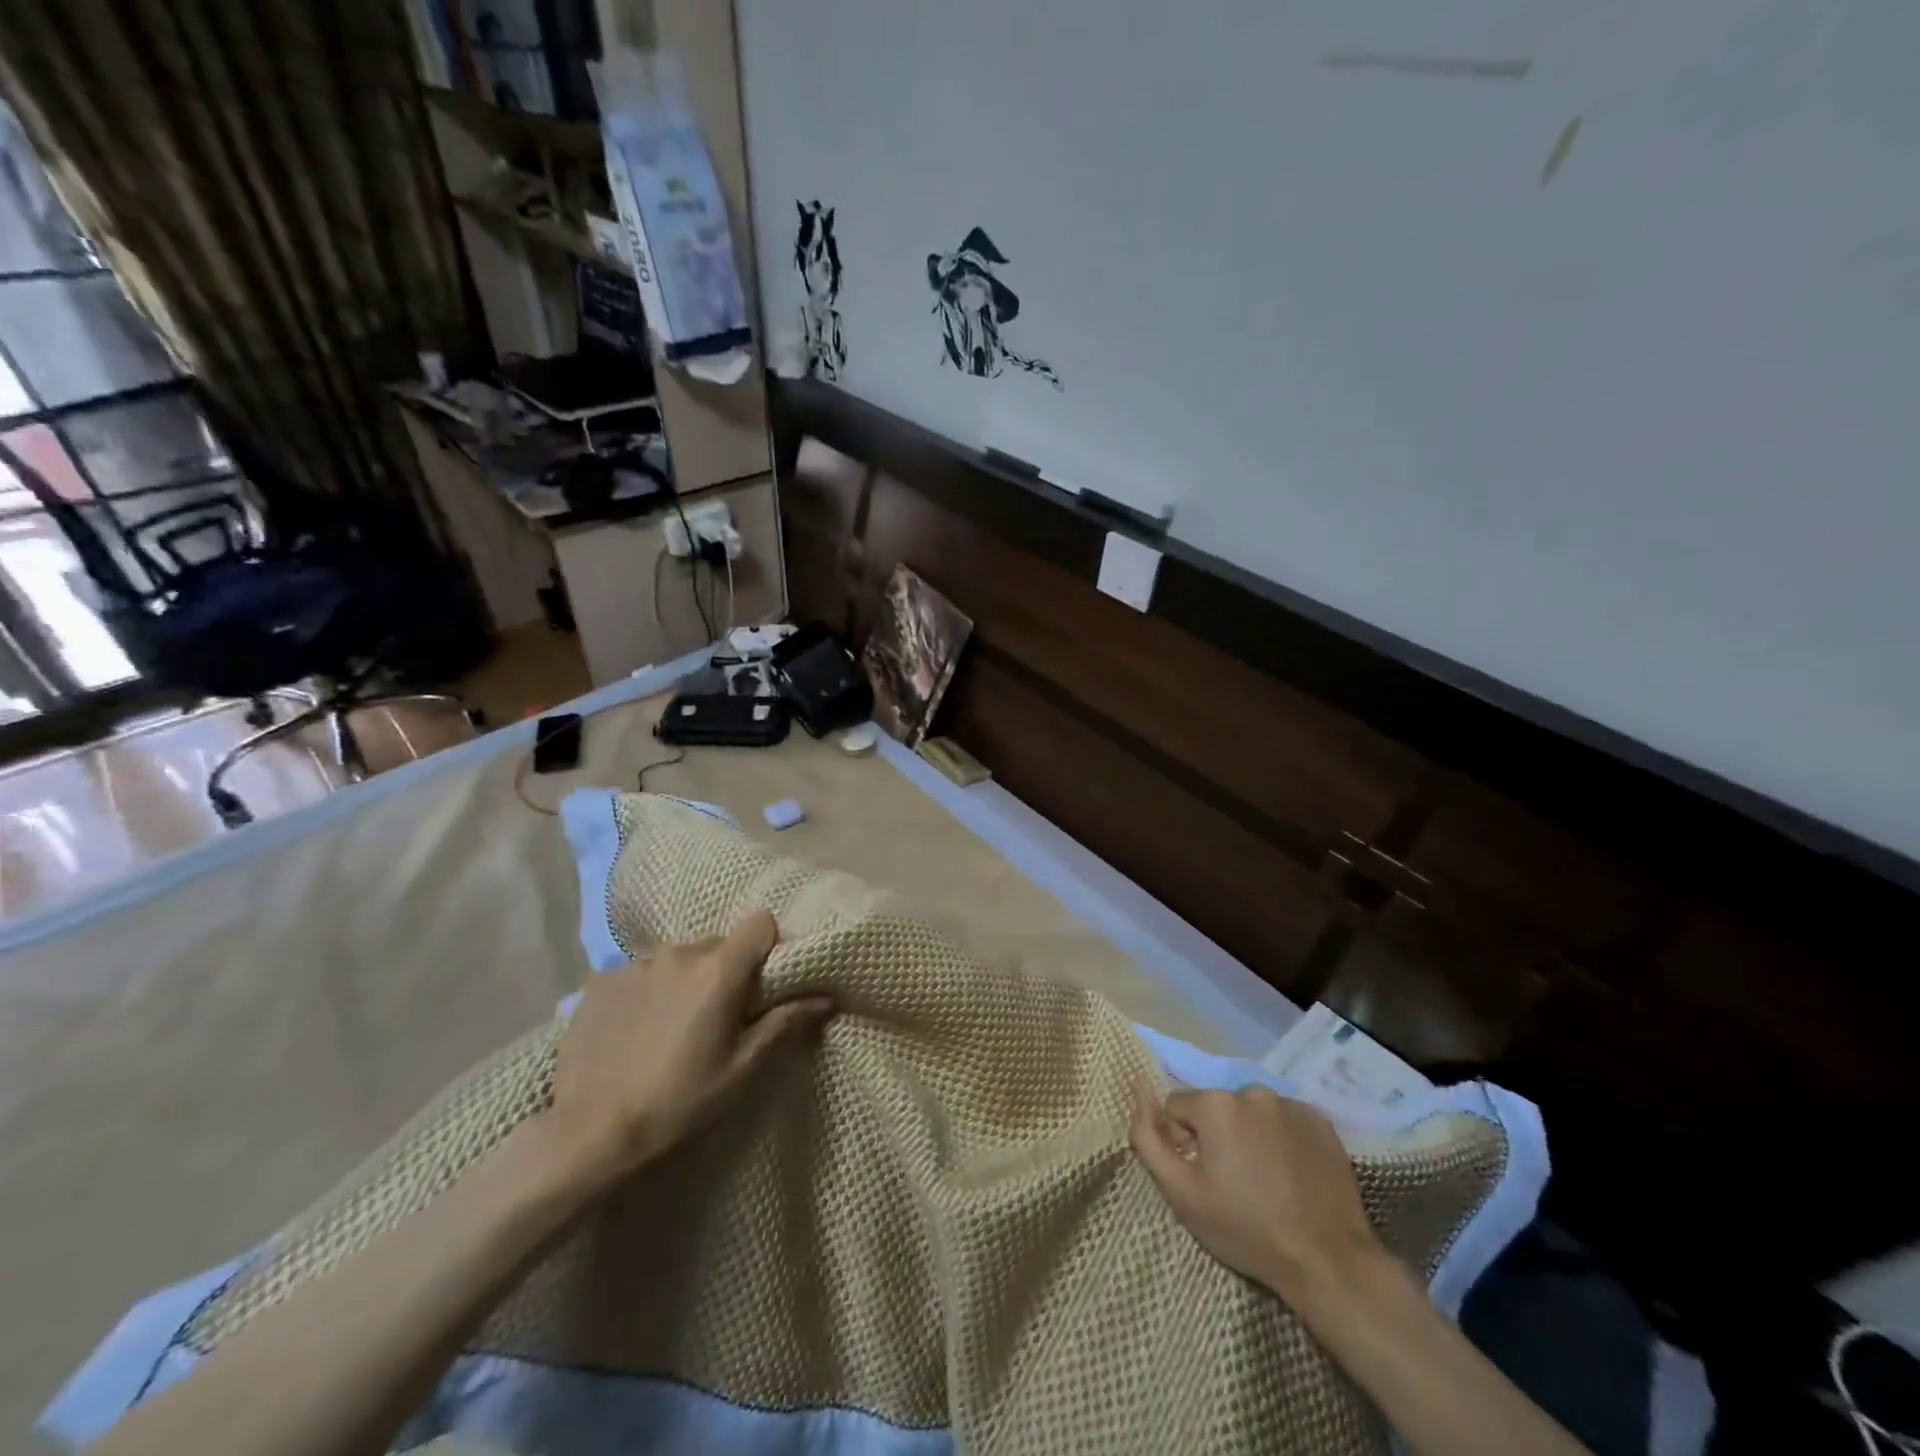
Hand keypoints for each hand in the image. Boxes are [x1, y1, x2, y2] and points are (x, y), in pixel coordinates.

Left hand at [542, 911, 832, 1186]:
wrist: (588, 1133)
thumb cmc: (678, 1102)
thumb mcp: (741, 1068)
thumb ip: (783, 1023)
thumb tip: (826, 997)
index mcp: (718, 970)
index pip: (760, 923)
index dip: (768, 947)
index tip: (763, 983)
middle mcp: (678, 953)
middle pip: (718, 944)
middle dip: (725, 970)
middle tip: (717, 1017)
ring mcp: (634, 964)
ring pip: (678, 958)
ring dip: (684, 980)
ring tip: (670, 1027)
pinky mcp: (599, 980)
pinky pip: (640, 973)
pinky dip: (646, 992)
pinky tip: (634, 1031)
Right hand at [1130, 1082, 1387, 1306]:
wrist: (1327, 1261)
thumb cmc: (1245, 1228)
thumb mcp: (1181, 1192)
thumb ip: (1147, 1137)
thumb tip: (1138, 1089)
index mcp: (1215, 1103)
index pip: (1178, 1108)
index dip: (1182, 1143)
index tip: (1202, 1177)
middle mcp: (1251, 1091)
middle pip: (1216, 1108)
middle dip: (1217, 1136)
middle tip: (1234, 1183)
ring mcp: (1290, 1104)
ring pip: (1251, 1112)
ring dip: (1249, 1135)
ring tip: (1265, 1180)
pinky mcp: (1321, 1122)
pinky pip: (1285, 1120)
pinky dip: (1282, 1139)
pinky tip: (1291, 1174)